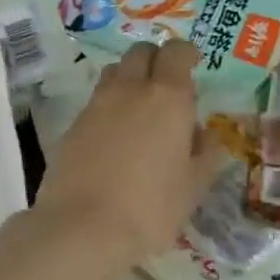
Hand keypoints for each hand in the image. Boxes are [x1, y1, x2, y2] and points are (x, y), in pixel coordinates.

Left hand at [34, 41, 225, 267]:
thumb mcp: (193, 186)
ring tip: (139, 108)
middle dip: (156, 59)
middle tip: (167, 86)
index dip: (186, 54)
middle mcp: (130, 90)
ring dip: (129, 78)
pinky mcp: (73, 124)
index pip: (176, 52)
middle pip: (141, 52)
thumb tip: (205, 134)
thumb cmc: (151, 208)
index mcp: (168, 98)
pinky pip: (96, 100)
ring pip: (114, 71)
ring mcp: (96, 104)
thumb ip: (206, 154)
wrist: (83, 227)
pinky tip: (114, 136)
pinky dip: (108, 106)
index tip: (193, 65)